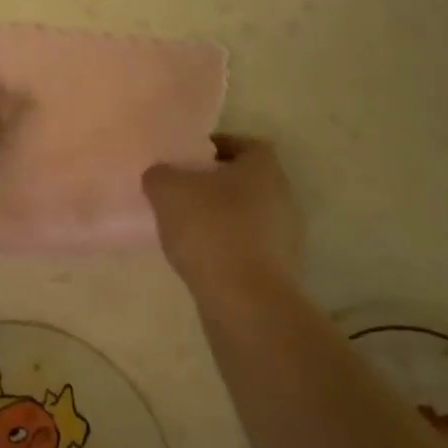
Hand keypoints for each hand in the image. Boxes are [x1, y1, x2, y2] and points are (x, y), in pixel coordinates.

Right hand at [142, 135, 302, 287]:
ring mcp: (287, 238)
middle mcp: (283, 197)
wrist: (246, 302)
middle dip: (216, 185)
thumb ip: (160, 174)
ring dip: (222, 219)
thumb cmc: (210, 229)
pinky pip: (250, 248)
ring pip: (248, 216)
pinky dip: (228, 249)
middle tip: (183, 192)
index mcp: (264, 167)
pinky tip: (202, 258)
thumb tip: (161, 175)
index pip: (243, 145)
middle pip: (246, 181)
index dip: (215, 148)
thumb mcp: (166, 190)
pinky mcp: (282, 273)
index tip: (188, 161)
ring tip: (187, 229)